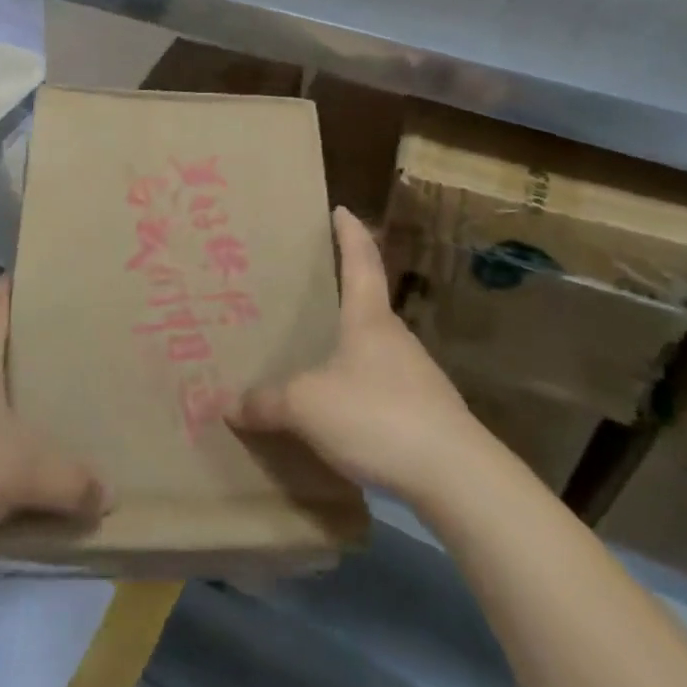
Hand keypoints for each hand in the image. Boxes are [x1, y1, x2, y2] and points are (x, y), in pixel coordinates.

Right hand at [230, 207, 486, 506]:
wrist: (457, 477)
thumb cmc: (377, 415)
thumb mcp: (307, 406)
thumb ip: (267, 402)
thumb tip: (229, 404)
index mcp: (369, 318)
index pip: (361, 260)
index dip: (350, 232)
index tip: (342, 209)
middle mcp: (396, 337)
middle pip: (368, 304)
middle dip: (342, 295)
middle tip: (307, 294)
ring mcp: (417, 375)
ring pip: (376, 349)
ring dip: (350, 347)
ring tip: (317, 357)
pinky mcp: (427, 413)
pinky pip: (384, 387)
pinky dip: (362, 387)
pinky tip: (343, 412)